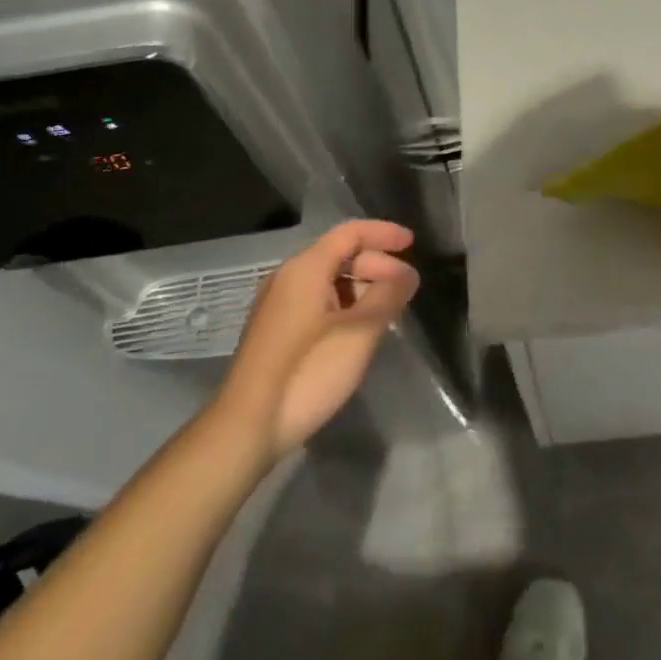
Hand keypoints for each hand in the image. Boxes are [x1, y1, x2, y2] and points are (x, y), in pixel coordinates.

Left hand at [217, 220, 418, 459]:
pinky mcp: (276, 331)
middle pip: (339, 254)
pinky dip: (345, 305)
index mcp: (305, 268)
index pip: (350, 233)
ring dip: (362, 287)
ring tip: (389, 311)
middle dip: (377, 264)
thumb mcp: (359, 333)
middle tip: (407, 288)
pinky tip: (361, 329)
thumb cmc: (308, 372)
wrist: (247, 426)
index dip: (384, 233)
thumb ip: (388, 296)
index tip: (413, 244)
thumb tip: (406, 275)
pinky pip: (318, 301)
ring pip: (329, 280)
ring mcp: (278, 305)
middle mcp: (288, 277)